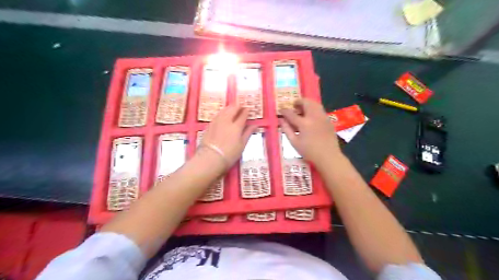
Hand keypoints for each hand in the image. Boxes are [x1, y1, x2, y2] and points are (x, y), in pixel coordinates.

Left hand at [199, 105, 257, 168]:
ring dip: (230, 108)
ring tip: (233, 109)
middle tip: (241, 107)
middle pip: (233, 108)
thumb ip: (248, 133)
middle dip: (238, 106)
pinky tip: (223, 115)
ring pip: (224, 109)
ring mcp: (217, 121)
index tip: (248, 109)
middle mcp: (226, 120)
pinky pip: (218, 114)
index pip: (243, 114)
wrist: (210, 158)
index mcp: (236, 126)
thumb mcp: (242, 145)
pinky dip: (222, 112)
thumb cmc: (229, 154)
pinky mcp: (209, 124)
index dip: (246, 111)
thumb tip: (255, 125)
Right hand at [280, 99, 343, 164]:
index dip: (284, 111)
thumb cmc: (309, 152)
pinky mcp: (329, 120)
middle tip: (293, 106)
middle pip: (306, 102)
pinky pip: (320, 110)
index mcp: (304, 123)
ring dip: (307, 103)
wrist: (329, 157)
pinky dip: (313, 109)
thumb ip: (287, 129)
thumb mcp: (294, 142)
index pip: (291, 113)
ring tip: (302, 109)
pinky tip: (311, 117)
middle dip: (298, 102)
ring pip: (315, 104)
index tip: (280, 110)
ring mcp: (323, 117)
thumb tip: (281, 120)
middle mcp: (314, 117)